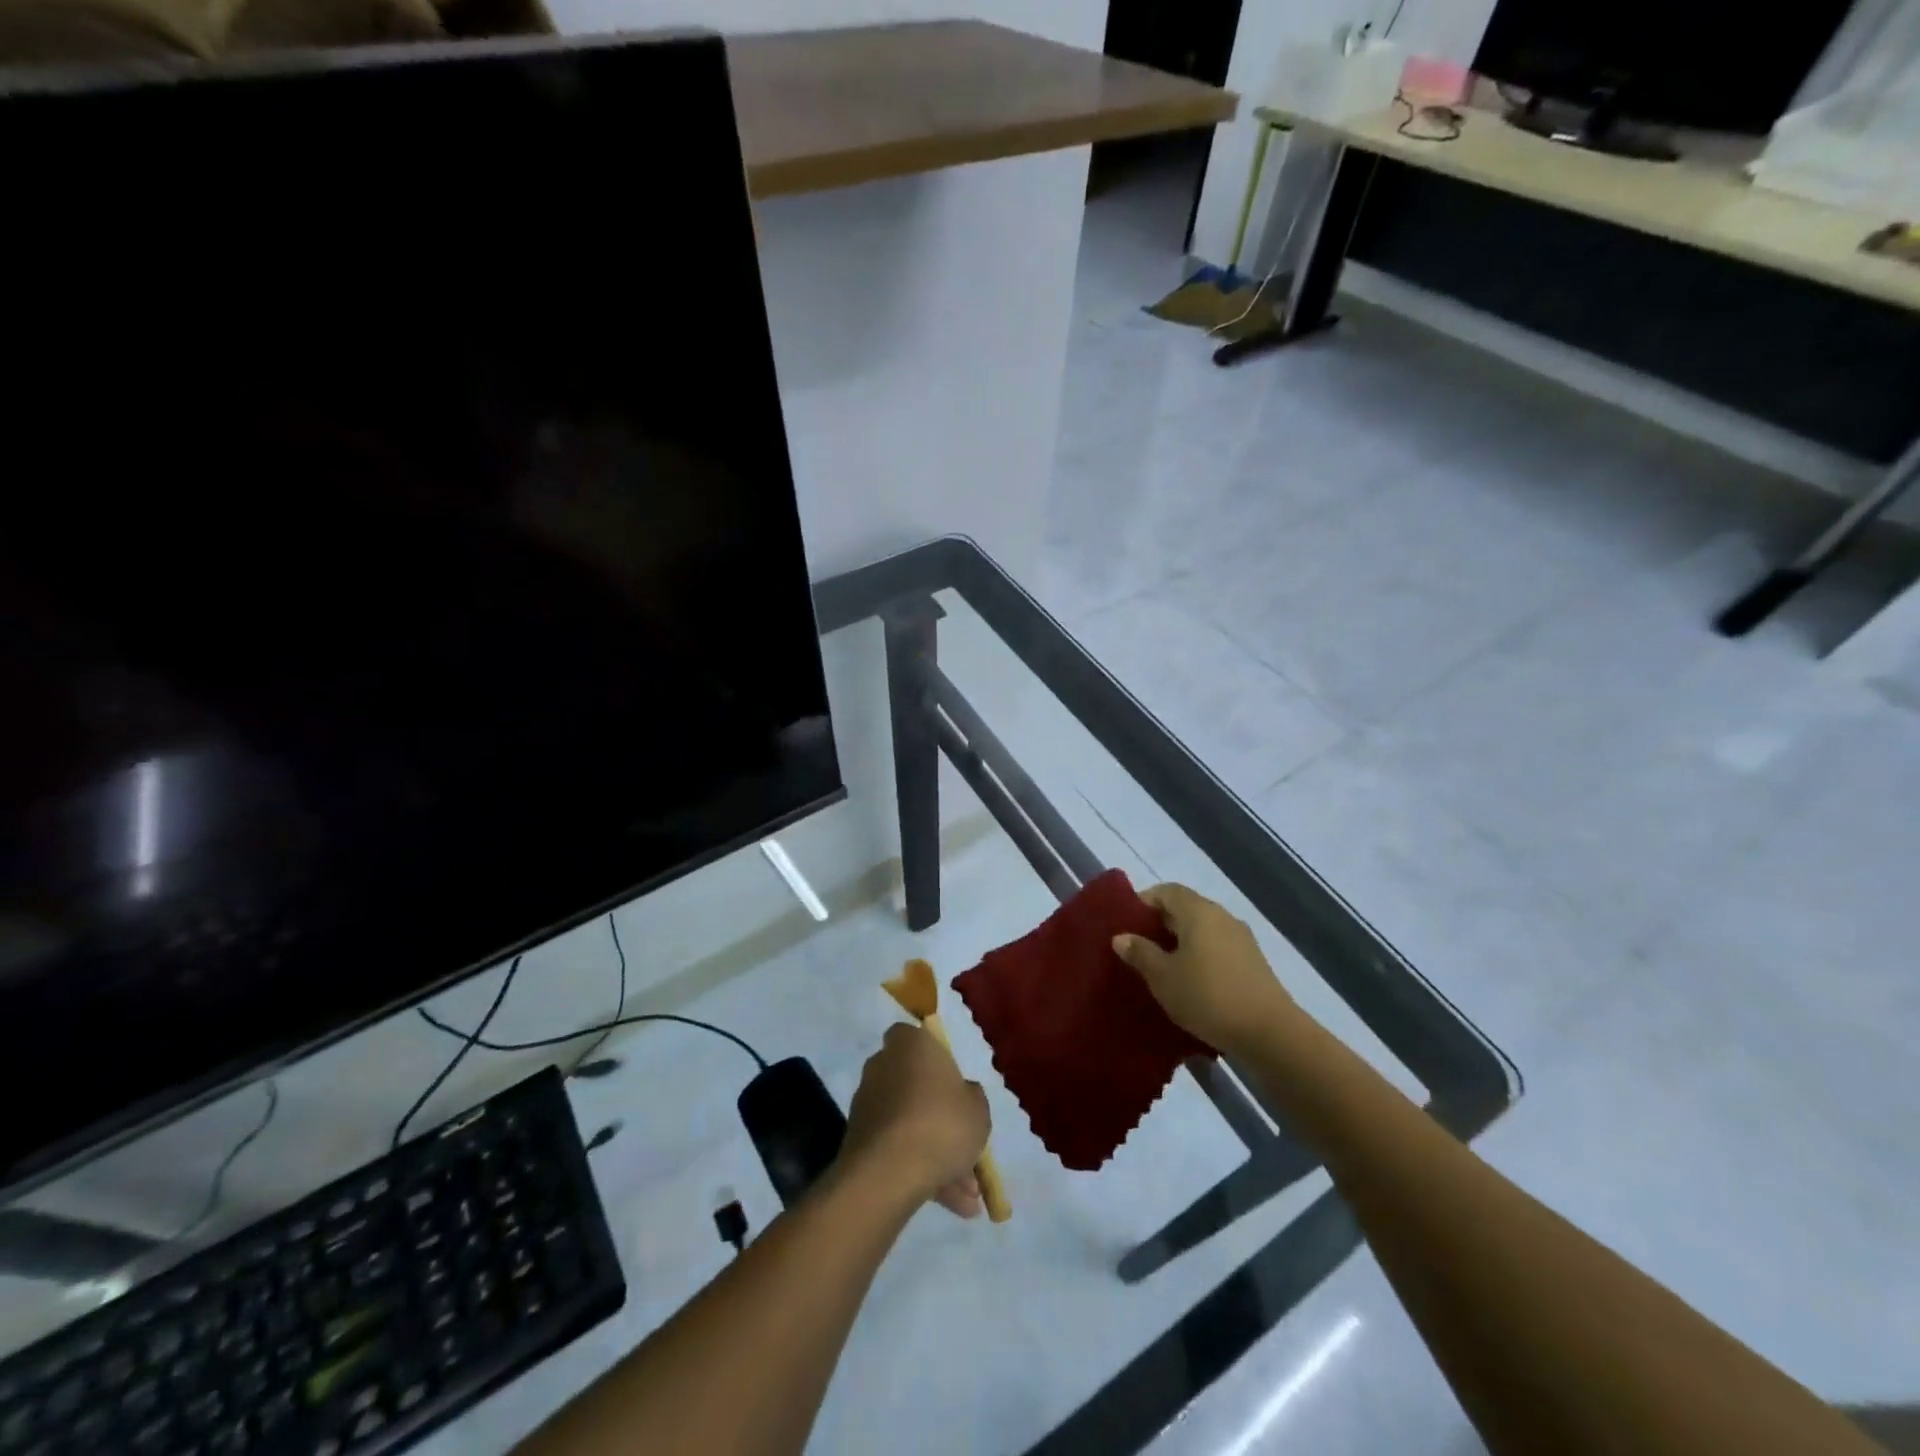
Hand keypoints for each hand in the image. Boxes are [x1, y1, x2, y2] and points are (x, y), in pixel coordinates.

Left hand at [838, 1024, 990, 1218]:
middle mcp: (883, 1065)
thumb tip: (963, 1095)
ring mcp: (868, 1104)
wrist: (888, 1173)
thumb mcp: (978, 1110)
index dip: (936, 1060)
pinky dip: (920, 1171)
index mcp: (910, 1044)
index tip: (955, 1086)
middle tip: (968, 1151)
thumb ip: (973, 1098)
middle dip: (943, 1120)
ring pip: (910, 1124)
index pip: (917, 1037)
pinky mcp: (859, 1139)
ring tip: (967, 1197)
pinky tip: (951, 1204)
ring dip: (937, 1155)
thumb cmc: (941, 1124)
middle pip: (916, 1086)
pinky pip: (897, 1149)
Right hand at [1112, 883, 1298, 1053]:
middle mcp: (1221, 916)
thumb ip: (1140, 953)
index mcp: (1198, 911)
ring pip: (1202, 930)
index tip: (1126, 924)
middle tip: (1137, 948)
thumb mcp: (1163, 977)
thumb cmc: (1207, 996)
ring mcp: (1241, 939)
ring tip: (1161, 968)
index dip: (1144, 902)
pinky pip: (1217, 948)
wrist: (1269, 1033)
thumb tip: (1121, 937)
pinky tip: (1190, 982)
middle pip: (1185, 908)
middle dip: (1159, 925)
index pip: (1166, 891)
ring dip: (1180, 943)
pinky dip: (1200, 957)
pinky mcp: (1253, 962)